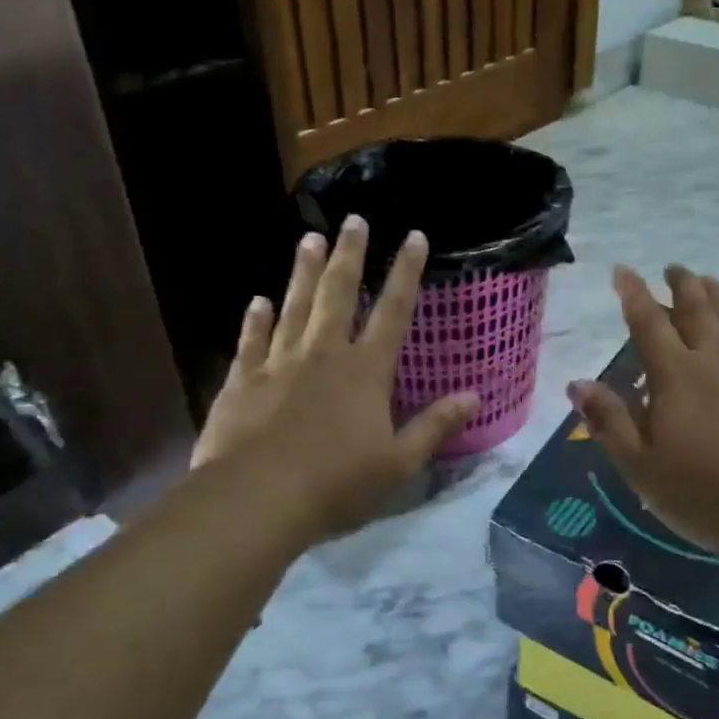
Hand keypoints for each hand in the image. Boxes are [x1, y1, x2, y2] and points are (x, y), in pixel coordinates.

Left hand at [192, 218, 477, 547]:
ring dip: (304, 271)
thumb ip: (435, 426)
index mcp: (366, 371)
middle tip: (353, 219)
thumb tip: (474, 396)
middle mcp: (325, 354)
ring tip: (310, 239)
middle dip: (350, 255)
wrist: (257, 498)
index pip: (393, 311)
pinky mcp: (244, 379)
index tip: (414, 236)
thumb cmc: (336, 484)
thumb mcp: (398, 463)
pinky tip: (258, 300)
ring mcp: (280, 362)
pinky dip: (255, 319)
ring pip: (295, 306)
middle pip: (339, 294)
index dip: (406, 272)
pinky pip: (252, 340)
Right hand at [567, 265, 718, 584]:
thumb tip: (578, 383)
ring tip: (706, 280)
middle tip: (673, 268)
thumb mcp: (644, 470)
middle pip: (696, 307)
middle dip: (680, 283)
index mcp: (676, 375)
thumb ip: (611, 422)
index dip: (633, 293)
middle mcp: (717, 357)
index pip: (648, 323)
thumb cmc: (713, 495)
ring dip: (716, 292)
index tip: (623, 270)